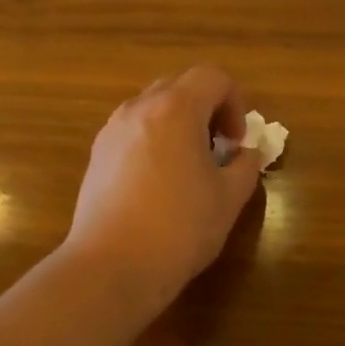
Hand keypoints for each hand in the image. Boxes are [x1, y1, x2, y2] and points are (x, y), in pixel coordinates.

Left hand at [62, 65, 263, 306]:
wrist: (112, 267)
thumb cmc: (179, 228)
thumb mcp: (229, 198)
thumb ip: (246, 166)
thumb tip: (247, 154)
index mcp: (175, 109)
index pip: (213, 77)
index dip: (235, 103)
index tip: (237, 142)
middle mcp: (139, 109)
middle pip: (180, 85)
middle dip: (207, 109)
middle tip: (219, 148)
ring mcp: (112, 131)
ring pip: (153, 107)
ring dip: (179, 123)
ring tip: (189, 166)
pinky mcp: (97, 156)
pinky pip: (133, 130)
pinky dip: (155, 140)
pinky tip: (160, 183)